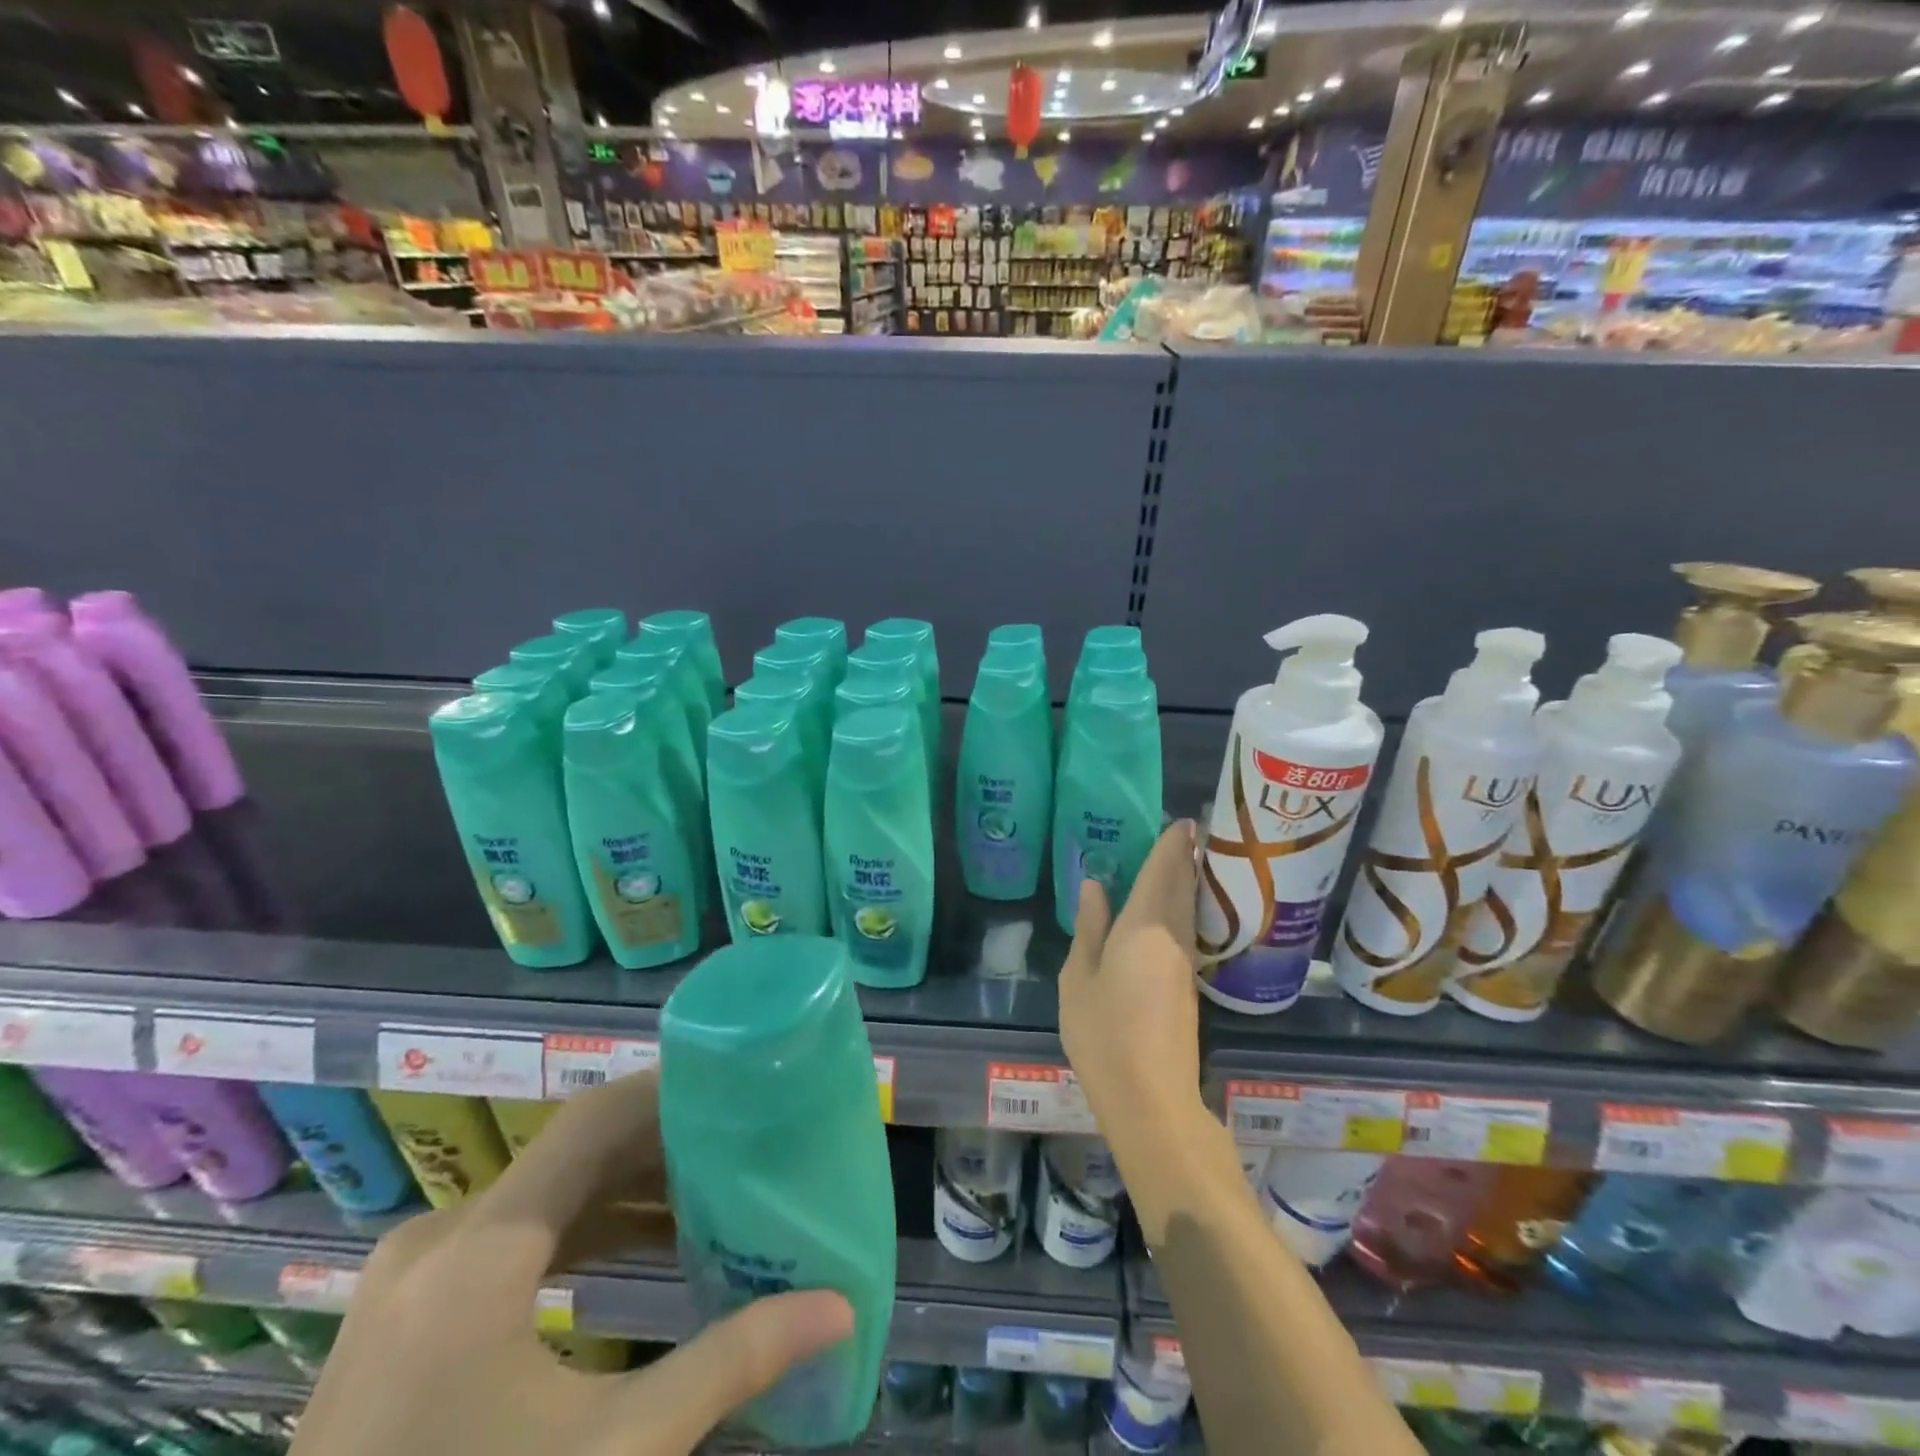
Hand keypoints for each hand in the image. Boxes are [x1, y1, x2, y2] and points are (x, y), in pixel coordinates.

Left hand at [293, 1073, 852, 1455]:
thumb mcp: (613, 1453)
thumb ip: (728, 1365)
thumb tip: (838, 1308)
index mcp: (478, 1253)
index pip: (590, 1122)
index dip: (667, 1092)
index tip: (740, 1082)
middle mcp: (439, 1241)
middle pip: (572, 1153)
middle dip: (664, 1141)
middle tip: (746, 1133)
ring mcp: (415, 1279)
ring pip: (546, 1193)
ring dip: (628, 1185)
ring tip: (714, 1183)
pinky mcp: (413, 1314)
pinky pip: (516, 1237)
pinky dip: (587, 1227)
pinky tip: (649, 1242)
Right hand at [1059, 819, 1205, 1145]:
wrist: (1151, 1098)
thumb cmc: (1104, 1033)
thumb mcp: (1080, 978)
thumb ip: (1089, 928)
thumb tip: (1094, 886)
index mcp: (1143, 928)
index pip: (1162, 874)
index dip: (1172, 846)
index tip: (1183, 821)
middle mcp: (1172, 938)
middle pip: (1182, 888)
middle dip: (1184, 859)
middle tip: (1185, 833)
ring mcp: (1185, 964)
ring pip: (1187, 909)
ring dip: (1186, 881)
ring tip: (1181, 860)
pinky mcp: (1188, 987)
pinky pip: (1186, 930)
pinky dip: (1182, 907)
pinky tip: (1172, 909)